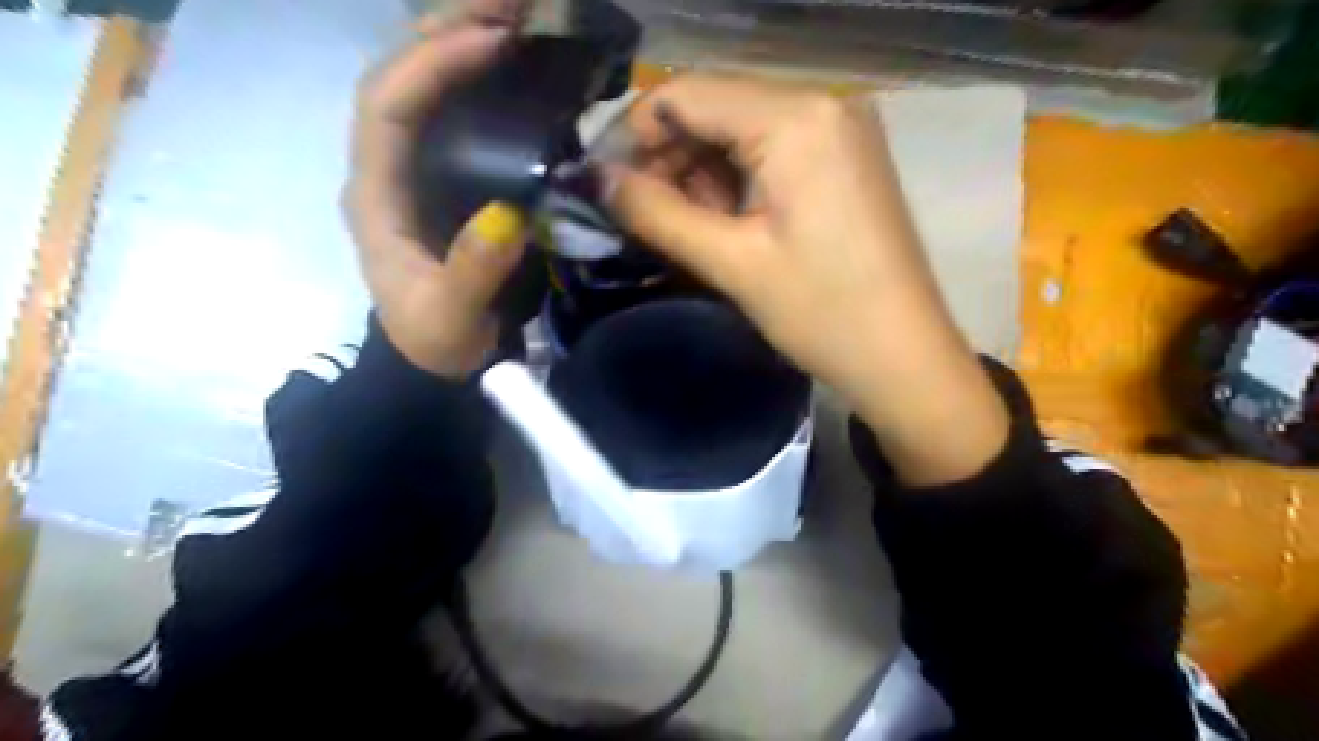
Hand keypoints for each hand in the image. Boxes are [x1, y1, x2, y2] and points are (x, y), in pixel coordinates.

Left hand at [350, 0, 534, 377]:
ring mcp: (412, 170)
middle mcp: (385, 168)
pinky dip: (480, 82)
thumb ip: (473, 272)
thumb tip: (509, 212)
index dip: (433, 64)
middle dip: (447, 30)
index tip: (493, 42)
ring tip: (515, 17)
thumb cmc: (435, 341)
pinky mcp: (442, 180)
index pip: (386, 106)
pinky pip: (453, 115)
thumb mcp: (451, 318)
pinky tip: (515, 68)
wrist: (434, 360)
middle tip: (512, 3)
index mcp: (374, 195)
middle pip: (400, 76)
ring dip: (462, 43)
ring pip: (424, 87)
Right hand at [611, 75, 1010, 486]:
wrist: (904, 357)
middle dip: (667, 157)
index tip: (602, 182)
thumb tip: (594, 179)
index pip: (686, 93)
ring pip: (739, 130)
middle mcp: (823, 102)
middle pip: (714, 107)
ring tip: (680, 227)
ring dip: (698, 173)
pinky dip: (734, 179)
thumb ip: (656, 213)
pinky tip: (720, 220)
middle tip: (636, 213)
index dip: (633, 134)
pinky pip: (769, 149)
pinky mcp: (843, 156)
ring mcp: (839, 128)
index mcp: (796, 117)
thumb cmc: (823, 313)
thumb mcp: (731, 263)